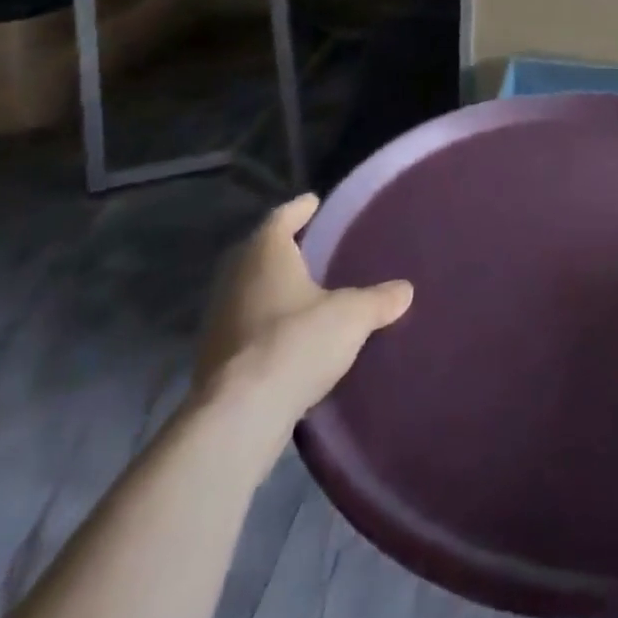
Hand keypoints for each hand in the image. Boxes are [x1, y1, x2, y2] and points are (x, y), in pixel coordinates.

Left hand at [193, 194, 412, 467]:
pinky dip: (262, 322)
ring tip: (302, 291)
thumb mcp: (353, 316)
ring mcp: (217, 319)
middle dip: (281, 248)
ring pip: (246, 290)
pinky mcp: (213, 358)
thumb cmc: (298, 341)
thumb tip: (405, 290)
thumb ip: (379, 299)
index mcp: (264, 254)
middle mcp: (234, 279)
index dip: (299, 209)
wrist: (242, 414)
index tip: (314, 202)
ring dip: (269, 288)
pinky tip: (285, 334)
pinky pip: (243, 325)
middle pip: (257, 252)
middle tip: (310, 246)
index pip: (281, 218)